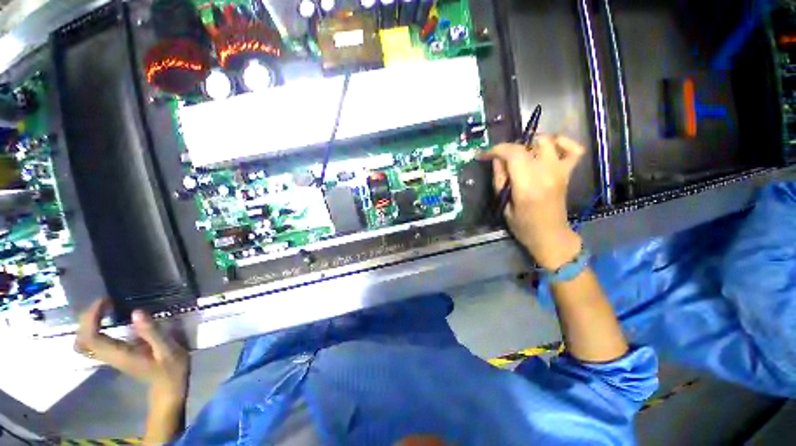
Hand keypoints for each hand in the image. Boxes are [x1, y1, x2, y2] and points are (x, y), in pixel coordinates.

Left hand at [75, 299, 188, 406]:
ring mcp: (109, 358)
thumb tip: (136, 312)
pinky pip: (91, 343)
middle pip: (82, 339)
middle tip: (105, 302)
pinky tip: (106, 321)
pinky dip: (92, 330)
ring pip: (83, 343)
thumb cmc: (171, 368)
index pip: (91, 337)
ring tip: (103, 309)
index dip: (92, 317)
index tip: (106, 300)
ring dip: (87, 324)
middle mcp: (109, 357)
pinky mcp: (113, 356)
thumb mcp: (168, 349)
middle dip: (87, 318)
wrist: (169, 386)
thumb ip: (152, 332)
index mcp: (119, 355)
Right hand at [482, 135, 584, 268]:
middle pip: (527, 146)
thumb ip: (500, 180)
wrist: (550, 235)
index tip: (485, 155)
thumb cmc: (523, 225)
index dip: (497, 150)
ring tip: (521, 155)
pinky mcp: (568, 173)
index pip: (513, 154)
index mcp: (527, 186)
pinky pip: (574, 149)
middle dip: (509, 148)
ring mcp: (560, 171)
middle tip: (501, 159)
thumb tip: (496, 160)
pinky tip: (550, 147)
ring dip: (530, 144)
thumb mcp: (504, 206)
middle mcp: (546, 174)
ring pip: (548, 142)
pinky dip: (563, 143)